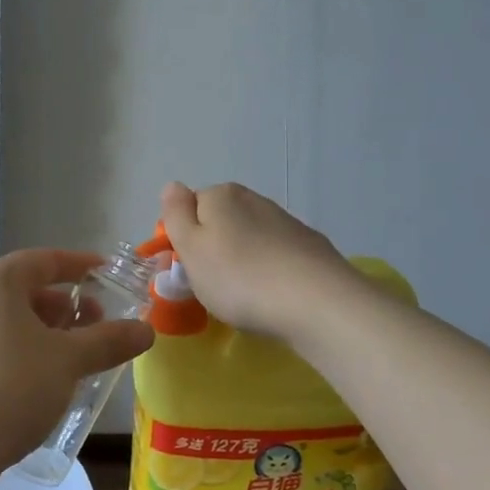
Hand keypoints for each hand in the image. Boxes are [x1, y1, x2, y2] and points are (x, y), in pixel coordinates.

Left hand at [0, 249, 155, 472]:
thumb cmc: (11, 386)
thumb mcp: (68, 361)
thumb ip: (109, 340)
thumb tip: (146, 329)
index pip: (45, 260)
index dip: (81, 265)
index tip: (108, 274)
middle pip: (26, 290)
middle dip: (66, 305)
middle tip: (98, 326)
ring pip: (10, 320)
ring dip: (46, 332)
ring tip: (75, 357)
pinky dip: (24, 351)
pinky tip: (42, 380)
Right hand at [158, 181, 357, 341]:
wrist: (317, 302)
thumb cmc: (239, 278)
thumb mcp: (191, 247)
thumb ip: (176, 214)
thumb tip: (172, 186)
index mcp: (220, 195)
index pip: (188, 208)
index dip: (181, 239)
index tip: (182, 271)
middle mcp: (253, 199)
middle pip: (219, 222)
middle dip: (211, 250)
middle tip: (209, 288)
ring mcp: (286, 222)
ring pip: (248, 239)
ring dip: (240, 261)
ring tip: (242, 297)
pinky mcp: (310, 247)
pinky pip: (275, 256)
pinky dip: (268, 271)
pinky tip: (272, 295)